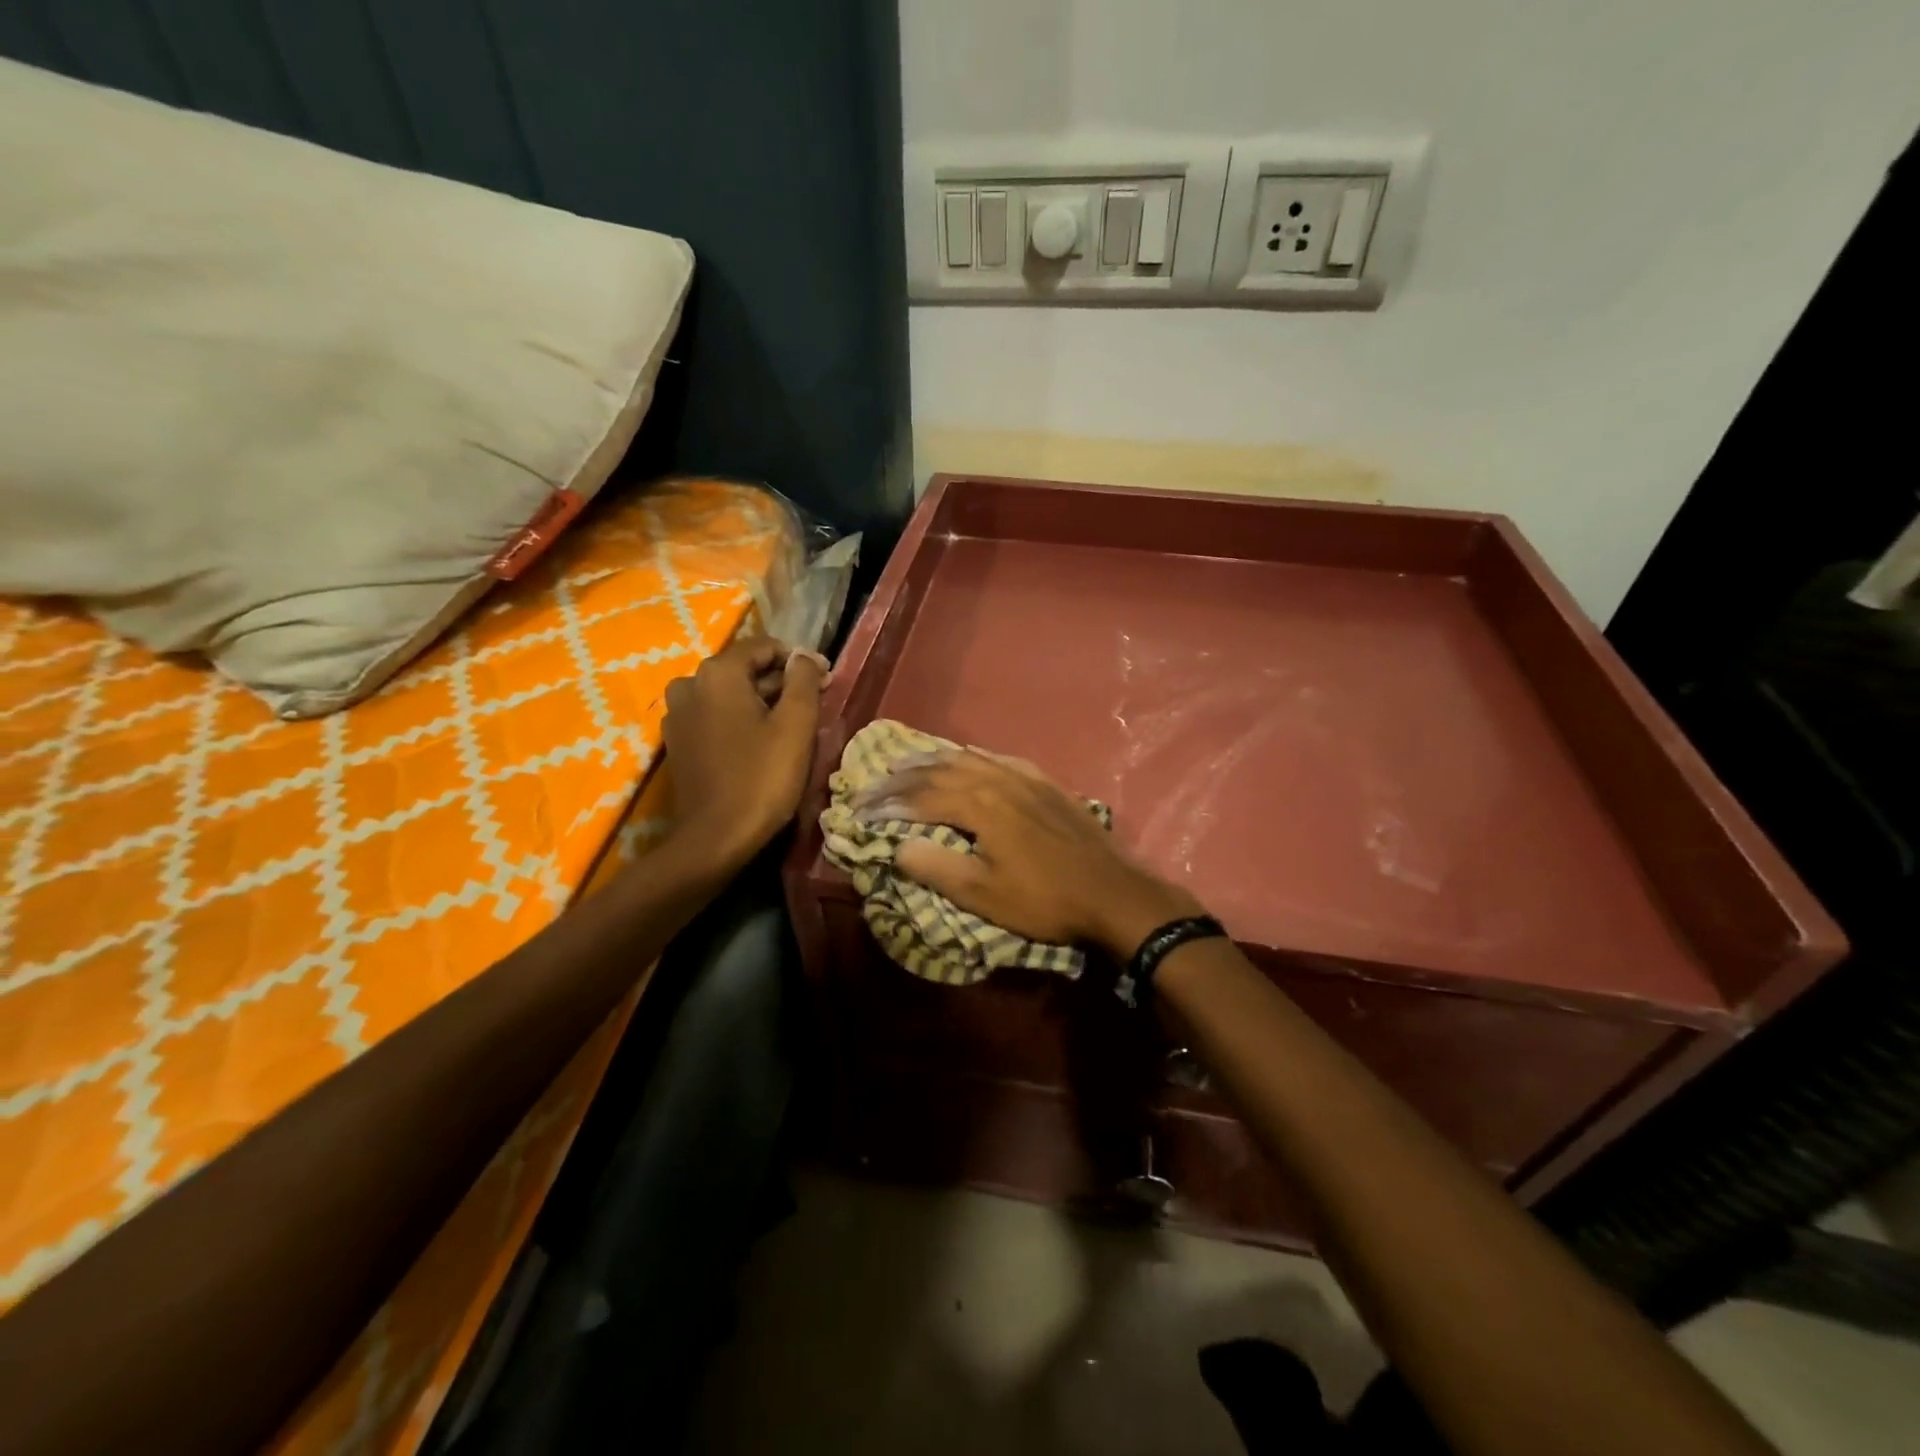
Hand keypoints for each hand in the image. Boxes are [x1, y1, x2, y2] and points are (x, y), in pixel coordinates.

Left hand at [662, 637, 826, 868]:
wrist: (715, 838)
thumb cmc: (762, 777)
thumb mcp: (796, 725)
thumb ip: (804, 680)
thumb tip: (805, 656)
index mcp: (717, 673)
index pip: (763, 646)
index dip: (798, 660)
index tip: (825, 680)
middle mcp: (689, 684)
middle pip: (744, 670)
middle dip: (780, 682)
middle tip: (814, 704)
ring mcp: (677, 715)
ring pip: (728, 695)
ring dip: (761, 702)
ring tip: (791, 726)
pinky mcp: (677, 742)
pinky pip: (714, 717)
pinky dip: (739, 720)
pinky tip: (761, 743)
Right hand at [862, 749, 1203, 955]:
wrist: (1112, 892)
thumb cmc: (1044, 899)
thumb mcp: (984, 894)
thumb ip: (937, 867)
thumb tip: (898, 846)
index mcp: (978, 805)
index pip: (919, 797)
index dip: (885, 803)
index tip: (858, 810)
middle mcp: (997, 779)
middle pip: (939, 770)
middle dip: (900, 777)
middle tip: (872, 783)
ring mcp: (1024, 777)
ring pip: (968, 758)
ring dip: (933, 760)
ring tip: (907, 762)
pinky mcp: (1045, 783)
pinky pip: (1000, 758)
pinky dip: (973, 756)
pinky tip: (969, 756)